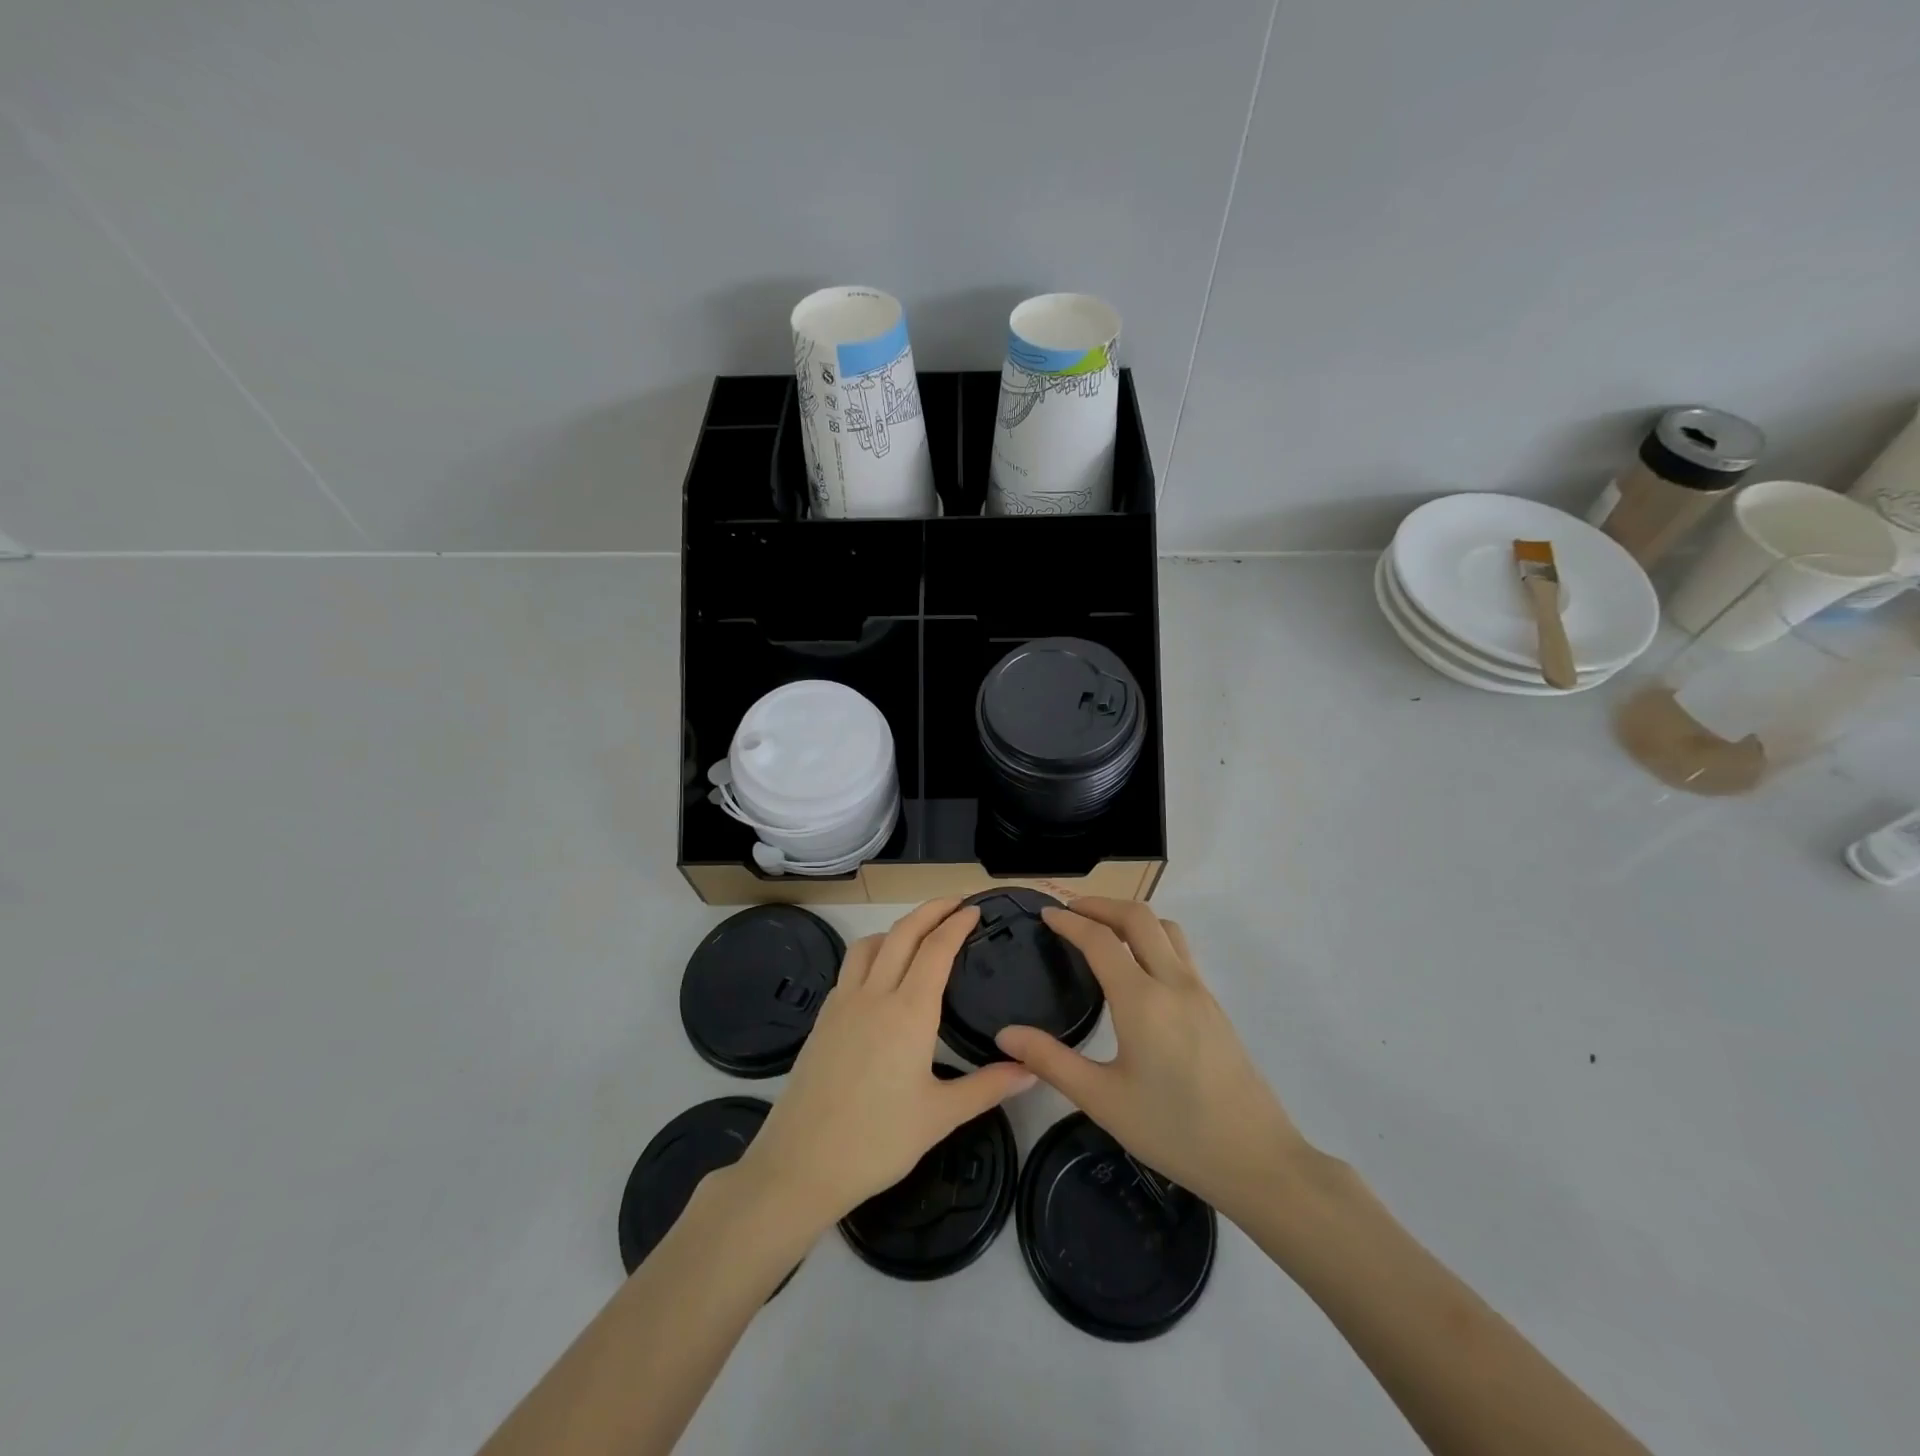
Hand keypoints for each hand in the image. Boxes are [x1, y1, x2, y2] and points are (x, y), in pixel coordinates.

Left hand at [735, 899, 1035, 1232]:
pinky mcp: (823, 1018)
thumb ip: (988, 1087)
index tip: (974, 910)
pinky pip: (850, 967)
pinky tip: (880, 975)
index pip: (936, 949)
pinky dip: (872, 952)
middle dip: (930, 910)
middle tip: (955, 902)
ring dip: (897, 928)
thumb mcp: (940, 1116)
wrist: (801, 1164)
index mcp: (909, 1012)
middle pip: (903, 933)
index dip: (956, 924)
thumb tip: (1032, 1069)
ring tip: (918, 933)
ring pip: (871, 944)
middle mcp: (874, 995)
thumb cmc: (877, 1141)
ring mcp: (843, 1003)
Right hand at [995, 898, 1308, 1217]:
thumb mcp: (1102, 1100)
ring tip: (1104, 931)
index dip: (1069, 921)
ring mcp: (1200, 990)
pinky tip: (1139, 968)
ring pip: (1166, 928)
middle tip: (1071, 912)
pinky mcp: (1214, 1005)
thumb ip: (1051, 1061)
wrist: (1256, 1159)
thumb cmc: (1173, 1131)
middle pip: (1138, 916)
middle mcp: (1173, 982)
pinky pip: (1180, 950)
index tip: (1045, 913)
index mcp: (1141, 999)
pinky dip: (1153, 937)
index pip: (1100, 939)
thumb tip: (1005, 1035)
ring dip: (1131, 917)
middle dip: (1101, 904)